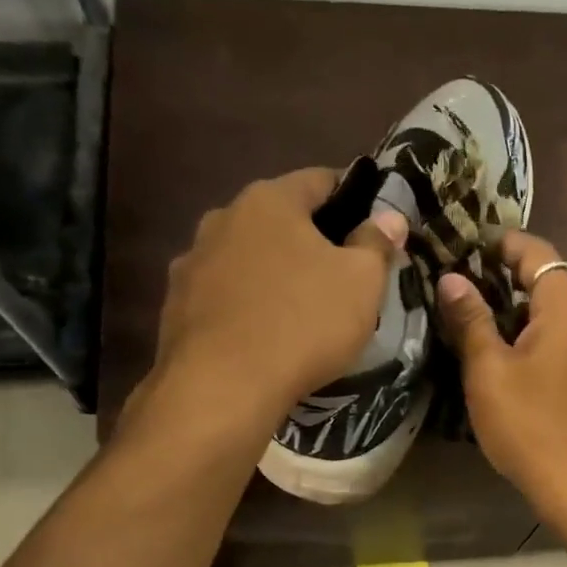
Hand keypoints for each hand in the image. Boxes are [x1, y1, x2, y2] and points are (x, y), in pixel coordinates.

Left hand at [141, 168, 405, 423]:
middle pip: (279, 220)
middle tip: (339, 275)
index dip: (352, 198)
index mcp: (270, 200)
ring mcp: (193, 261)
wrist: (222, 386)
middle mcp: (223, 218)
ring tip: (297, 309)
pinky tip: (261, 335)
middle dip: (310, 241)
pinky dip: (245, 305)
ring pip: (247, 258)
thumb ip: (376, 243)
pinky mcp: (176, 305)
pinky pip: (224, 295)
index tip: (371, 226)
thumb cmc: (303, 323)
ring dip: (273, 273)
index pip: (320, 180)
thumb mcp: (361, 283)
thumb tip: (390, 217)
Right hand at [436, 231, 566, 515]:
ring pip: (552, 313)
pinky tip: (498, 356)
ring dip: (516, 307)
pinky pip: (555, 341)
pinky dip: (527, 335)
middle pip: (549, 279)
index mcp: (563, 308)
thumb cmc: (531, 423)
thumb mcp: (489, 370)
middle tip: (465, 280)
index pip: (538, 252)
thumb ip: (471, 321)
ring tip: (473, 315)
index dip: (504, 243)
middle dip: (508, 273)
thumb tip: (452, 278)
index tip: (467, 246)